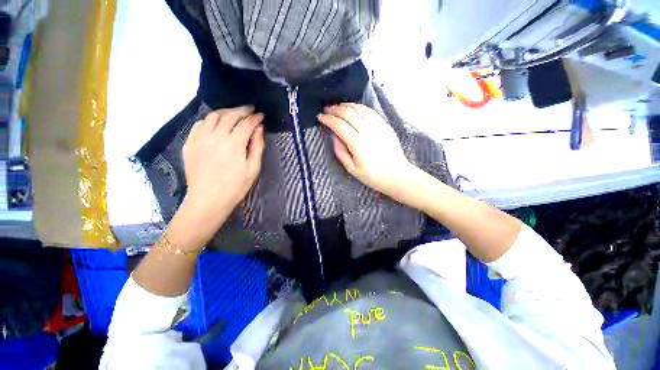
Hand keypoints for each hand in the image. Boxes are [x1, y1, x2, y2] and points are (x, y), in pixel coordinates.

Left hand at [182, 106, 264, 223]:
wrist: (208, 200)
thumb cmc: (235, 187)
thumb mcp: (253, 169)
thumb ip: (257, 146)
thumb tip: (259, 129)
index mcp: (233, 144)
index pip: (246, 124)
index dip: (255, 118)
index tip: (261, 116)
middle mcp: (215, 136)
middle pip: (229, 115)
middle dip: (242, 110)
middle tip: (250, 110)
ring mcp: (200, 139)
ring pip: (212, 116)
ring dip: (225, 111)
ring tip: (234, 113)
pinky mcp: (190, 144)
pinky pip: (199, 125)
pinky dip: (209, 119)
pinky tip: (215, 122)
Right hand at [317, 103, 419, 200]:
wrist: (396, 175)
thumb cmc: (373, 176)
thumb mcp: (352, 169)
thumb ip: (341, 152)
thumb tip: (333, 137)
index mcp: (357, 143)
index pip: (339, 125)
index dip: (327, 119)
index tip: (319, 117)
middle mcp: (367, 131)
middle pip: (347, 113)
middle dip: (334, 109)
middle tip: (326, 110)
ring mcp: (377, 126)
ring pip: (359, 109)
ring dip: (345, 105)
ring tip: (337, 107)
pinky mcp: (384, 125)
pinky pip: (370, 111)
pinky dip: (359, 107)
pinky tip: (353, 108)